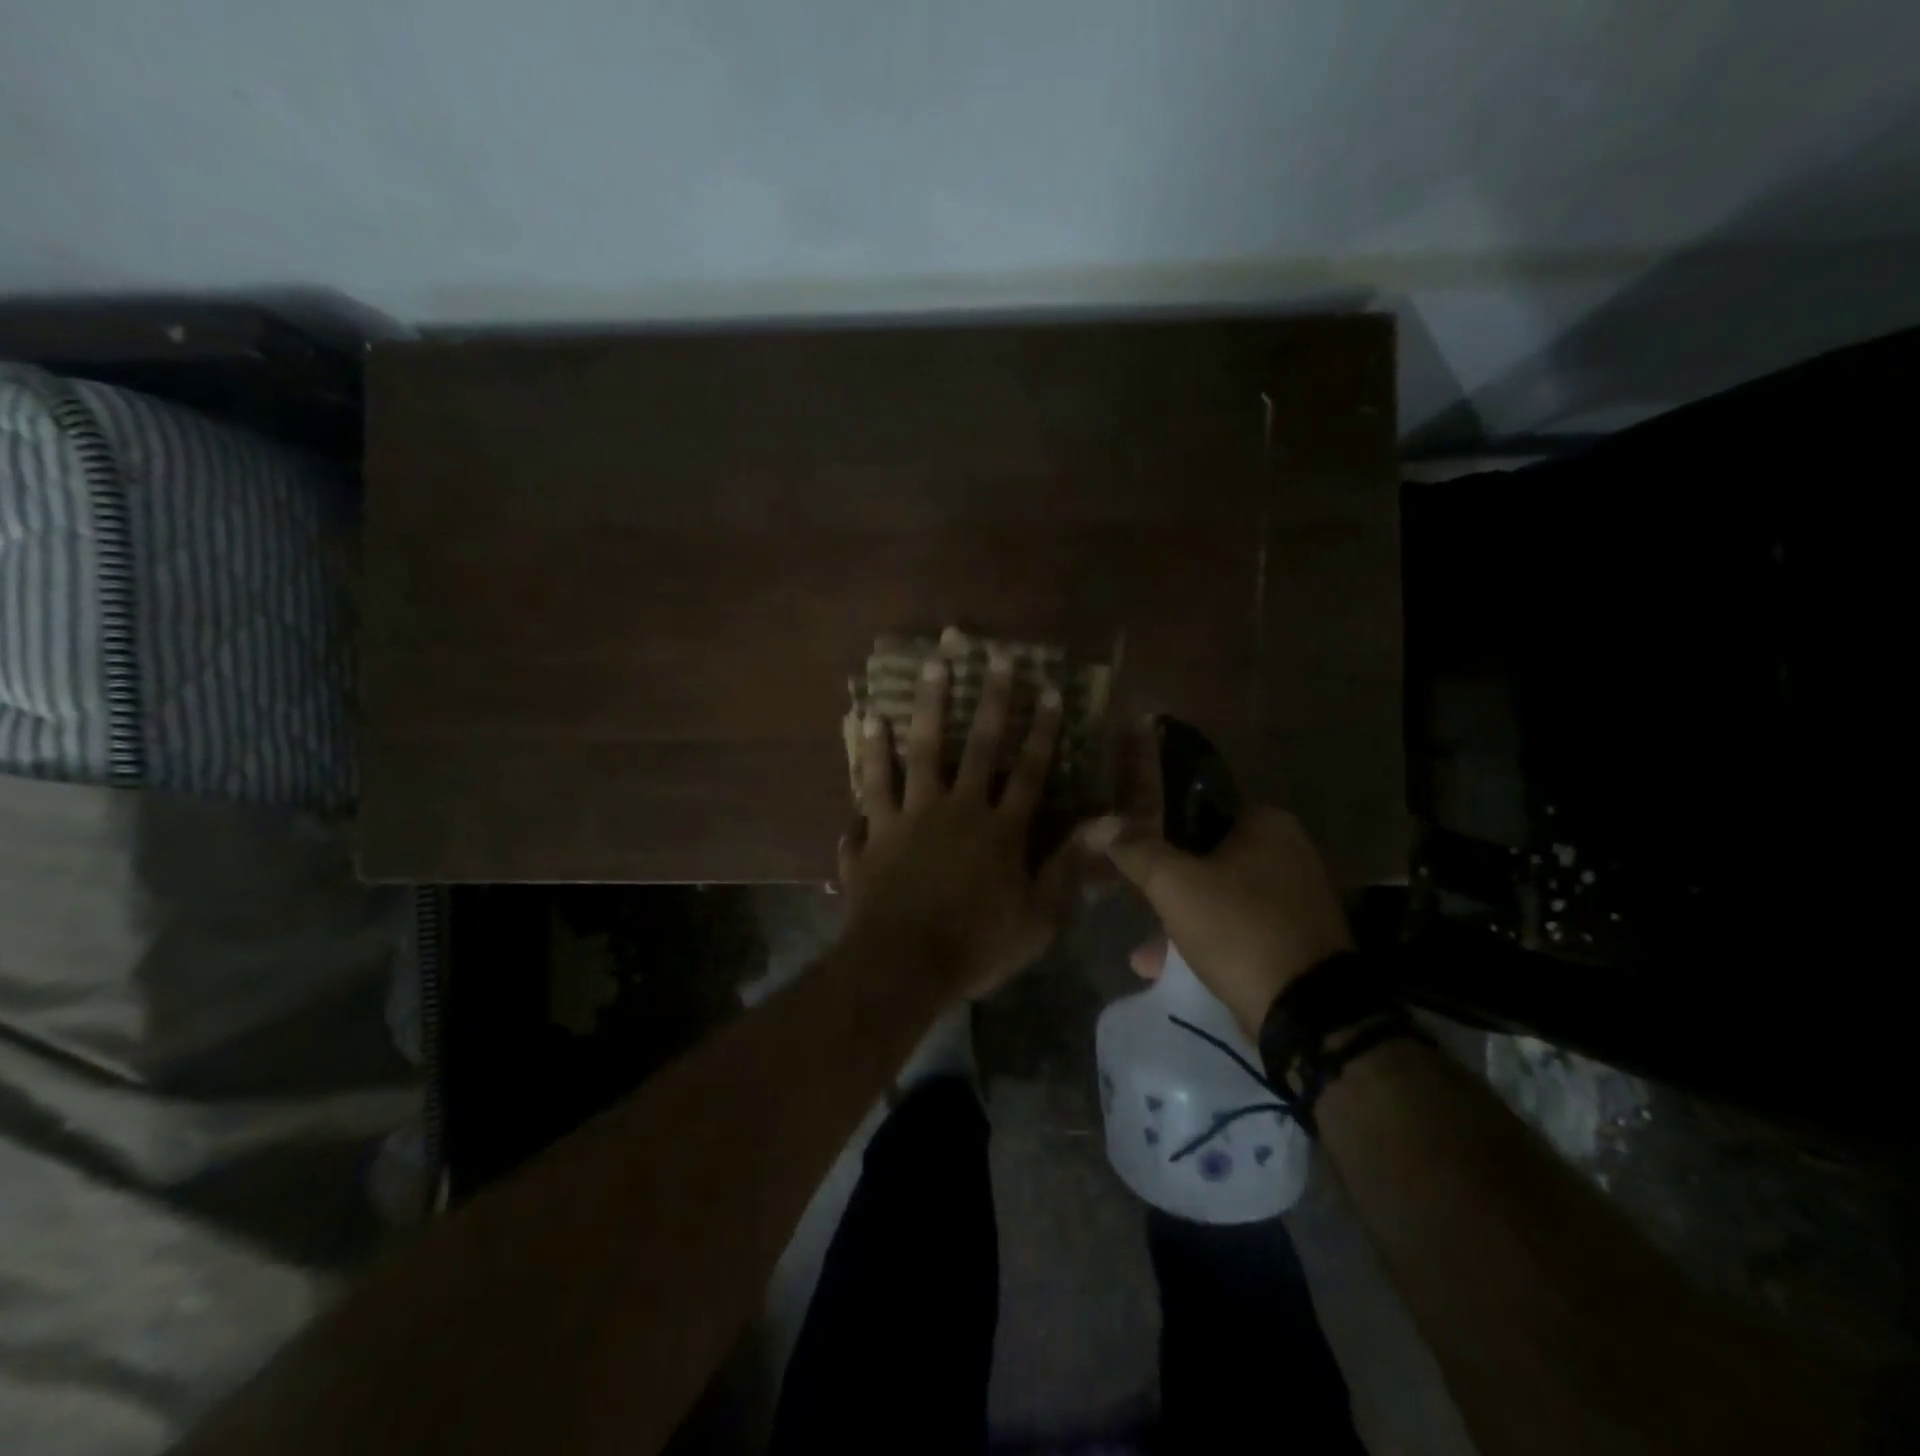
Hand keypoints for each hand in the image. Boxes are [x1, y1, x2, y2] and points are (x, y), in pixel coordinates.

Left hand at [838, 649, 1084, 1001]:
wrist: (902, 967)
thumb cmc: (977, 947)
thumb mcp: (1038, 918)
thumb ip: (1069, 867)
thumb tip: (1108, 823)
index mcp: (999, 830)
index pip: (1028, 771)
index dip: (1040, 730)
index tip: (1047, 689)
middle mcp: (955, 811)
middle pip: (975, 747)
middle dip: (989, 701)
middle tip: (992, 657)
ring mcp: (909, 819)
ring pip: (917, 753)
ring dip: (925, 709)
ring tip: (929, 669)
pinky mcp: (873, 835)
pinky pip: (870, 790)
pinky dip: (868, 759)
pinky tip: (865, 724)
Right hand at [1081, 720, 1352, 1037]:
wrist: (1307, 1012)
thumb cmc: (1238, 928)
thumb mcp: (1173, 884)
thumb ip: (1136, 850)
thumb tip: (1101, 824)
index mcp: (1269, 824)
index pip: (1199, 811)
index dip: (1161, 833)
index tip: (1134, 857)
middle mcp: (1291, 853)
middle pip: (1209, 859)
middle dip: (1169, 887)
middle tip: (1140, 904)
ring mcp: (1297, 900)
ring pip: (1221, 898)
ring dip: (1183, 920)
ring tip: (1146, 951)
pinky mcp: (1297, 941)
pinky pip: (1239, 930)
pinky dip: (1208, 942)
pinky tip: (1169, 969)